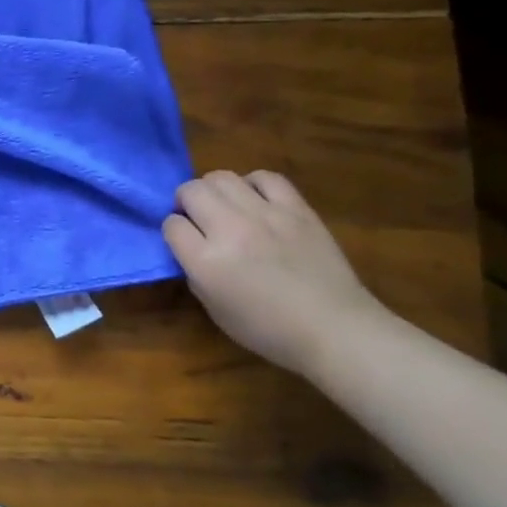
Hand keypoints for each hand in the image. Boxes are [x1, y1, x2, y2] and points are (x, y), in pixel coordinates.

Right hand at [161, 171, 390, 374]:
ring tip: (224, 205)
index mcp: (206, 261)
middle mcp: (230, 230)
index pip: (171, 224)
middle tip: (197, 217)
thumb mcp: (214, 309)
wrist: (335, 329)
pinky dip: (252, 184)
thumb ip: (195, 273)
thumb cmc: (269, 329)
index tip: (184, 241)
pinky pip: (265, 178)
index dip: (174, 231)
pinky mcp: (296, 209)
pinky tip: (255, 199)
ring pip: (222, 177)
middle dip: (186, 201)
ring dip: (214, 189)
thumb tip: (191, 248)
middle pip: (192, 191)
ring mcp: (265, 215)